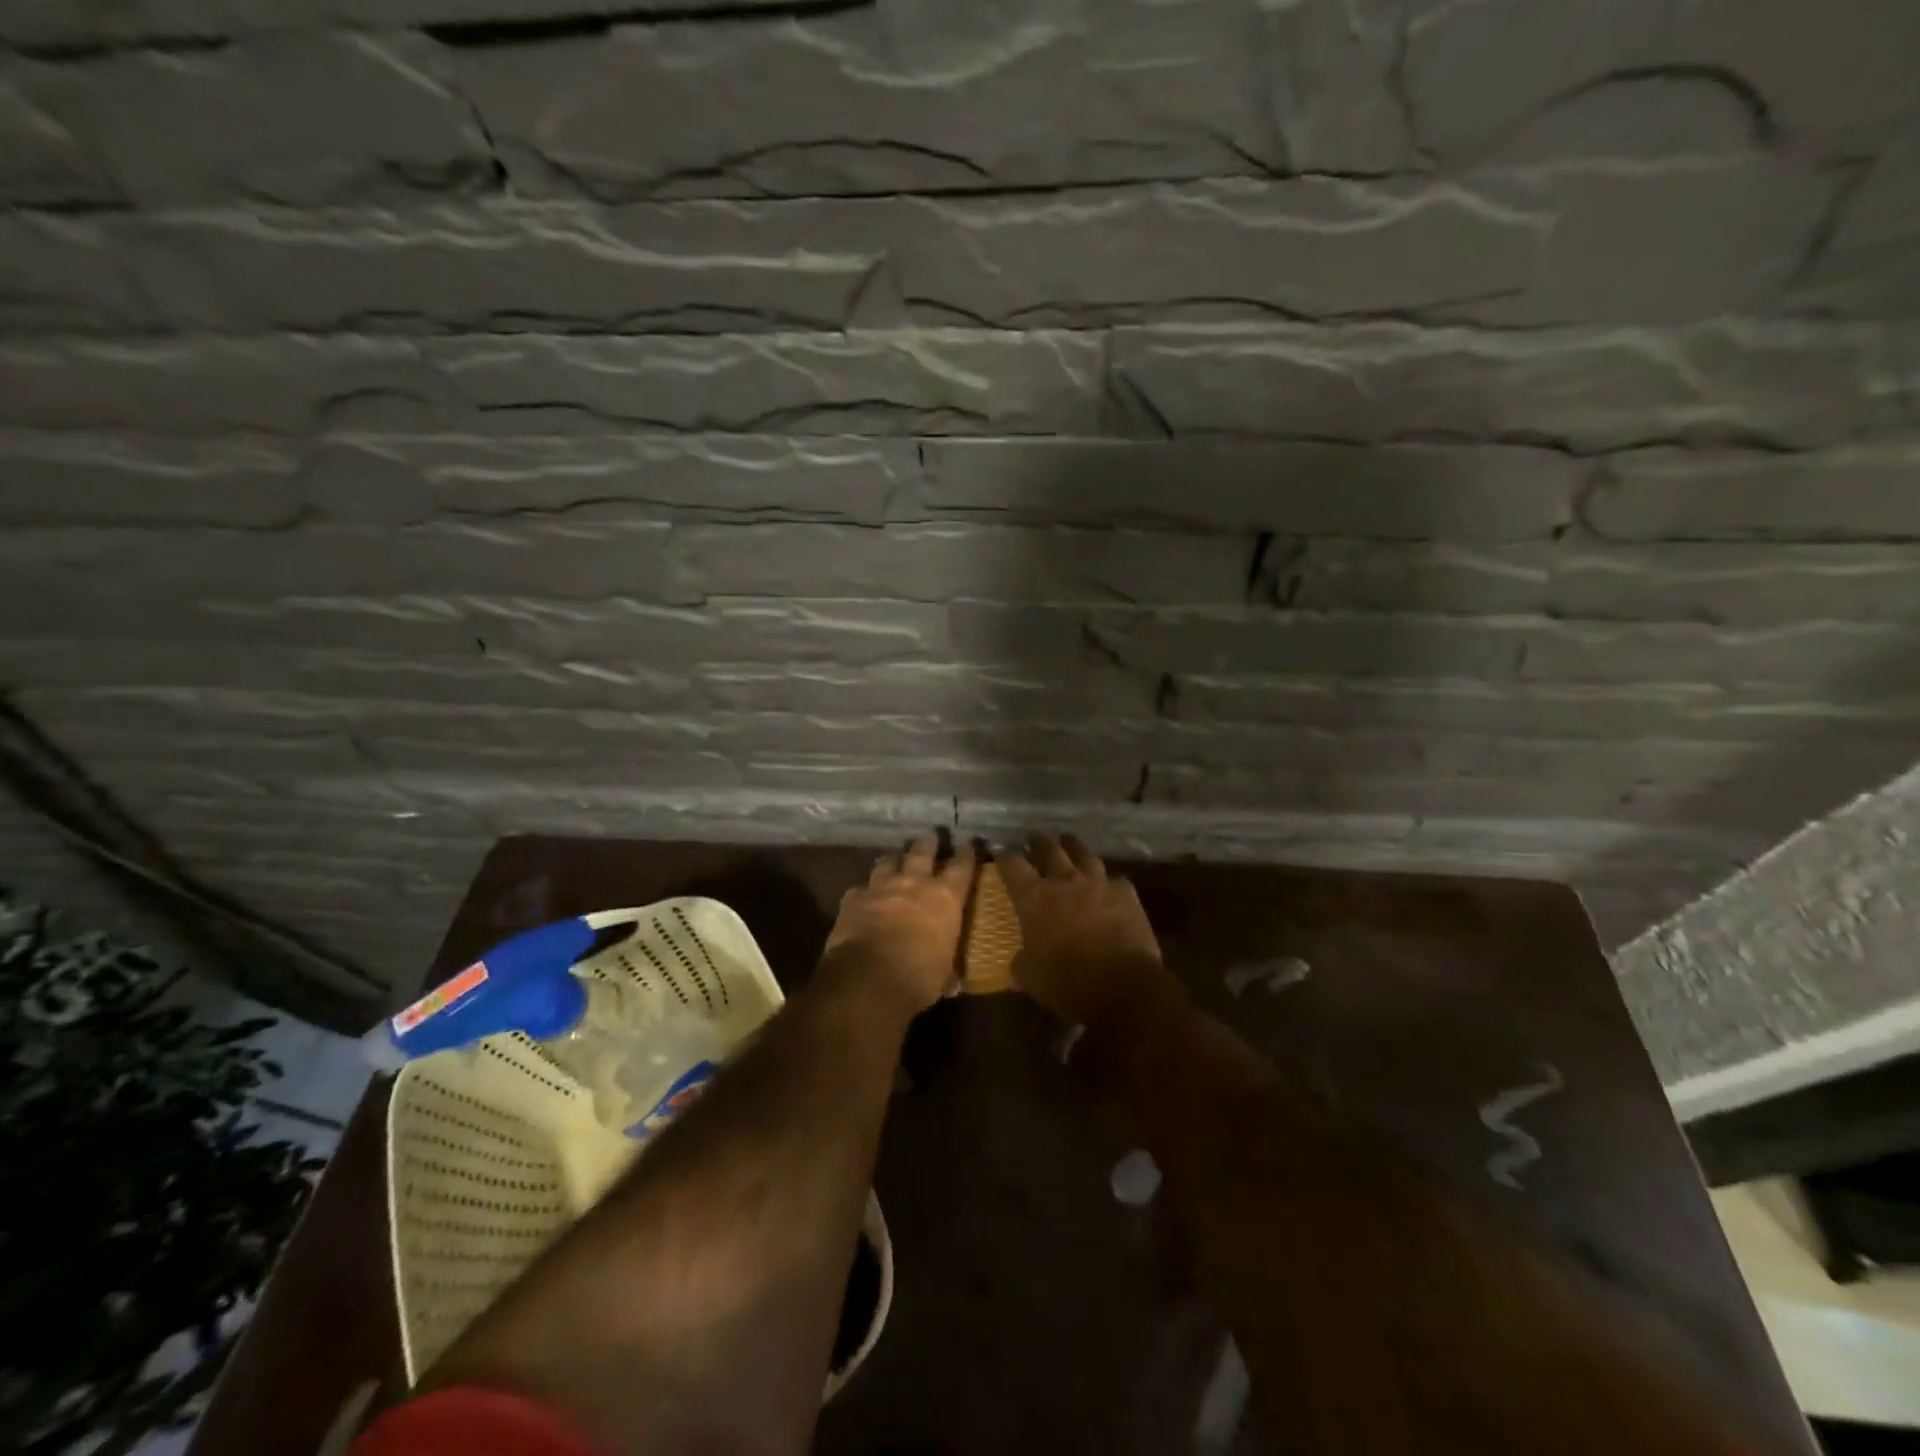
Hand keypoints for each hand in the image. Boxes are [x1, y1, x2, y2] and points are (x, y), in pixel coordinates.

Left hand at [824, 835, 974, 1013]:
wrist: (868, 977)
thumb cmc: (919, 977)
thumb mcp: (944, 974)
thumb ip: (948, 968)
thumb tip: (953, 981)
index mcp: (945, 898)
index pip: (962, 867)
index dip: (968, 854)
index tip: (970, 843)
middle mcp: (914, 883)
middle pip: (922, 852)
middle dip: (928, 843)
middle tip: (930, 836)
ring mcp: (881, 887)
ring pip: (888, 862)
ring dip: (893, 860)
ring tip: (895, 859)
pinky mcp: (853, 899)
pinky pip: (860, 889)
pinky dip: (864, 892)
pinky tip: (863, 896)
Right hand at [997, 834, 1168, 1023]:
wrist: (1123, 985)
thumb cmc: (1067, 981)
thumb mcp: (1031, 978)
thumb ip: (1021, 965)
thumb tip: (1016, 966)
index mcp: (1035, 897)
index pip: (1013, 865)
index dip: (1005, 857)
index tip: (1001, 853)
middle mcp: (1065, 881)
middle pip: (1050, 849)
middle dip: (1040, 842)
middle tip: (1035, 839)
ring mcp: (1099, 883)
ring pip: (1084, 855)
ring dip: (1074, 849)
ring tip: (1070, 846)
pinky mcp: (1127, 894)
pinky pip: (1116, 879)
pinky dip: (1109, 881)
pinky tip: (1109, 886)